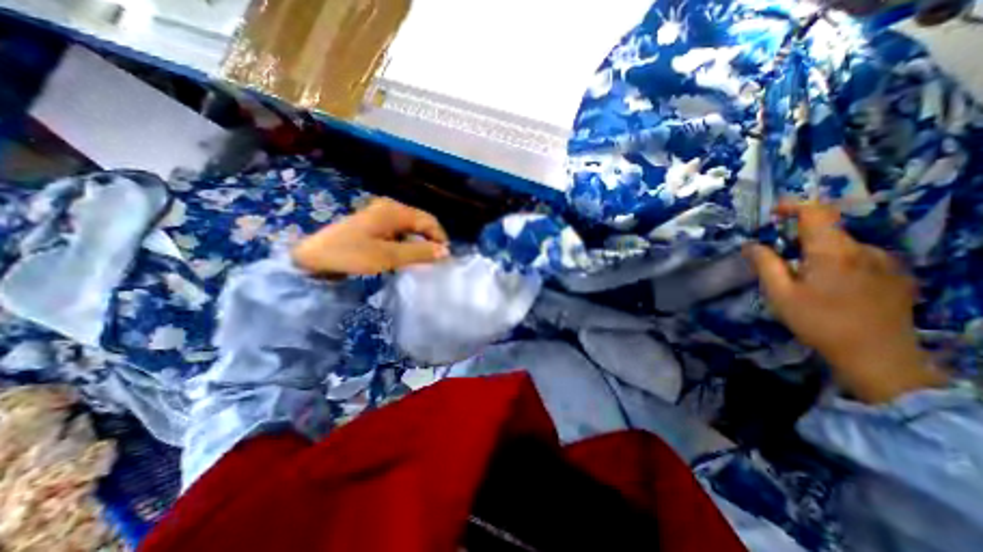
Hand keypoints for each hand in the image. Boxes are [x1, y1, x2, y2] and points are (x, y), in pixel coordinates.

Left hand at [288, 196, 447, 278]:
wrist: (312, 257)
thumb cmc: (351, 254)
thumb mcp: (388, 256)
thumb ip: (419, 253)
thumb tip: (445, 252)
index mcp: (394, 211)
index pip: (429, 221)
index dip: (440, 238)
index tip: (444, 258)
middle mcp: (391, 207)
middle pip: (421, 222)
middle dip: (430, 241)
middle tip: (434, 261)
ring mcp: (381, 214)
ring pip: (411, 227)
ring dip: (419, 243)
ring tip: (421, 261)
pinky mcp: (375, 223)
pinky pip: (400, 231)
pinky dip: (407, 243)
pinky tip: (405, 255)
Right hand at [747, 201, 943, 402]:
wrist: (878, 356)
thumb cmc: (819, 322)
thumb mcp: (780, 295)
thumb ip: (765, 264)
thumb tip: (751, 244)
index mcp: (833, 252)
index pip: (817, 213)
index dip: (794, 206)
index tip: (774, 212)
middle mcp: (863, 250)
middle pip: (829, 230)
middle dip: (801, 236)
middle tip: (781, 256)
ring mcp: (885, 262)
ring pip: (844, 246)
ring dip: (820, 252)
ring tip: (806, 279)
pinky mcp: (896, 276)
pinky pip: (861, 258)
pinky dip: (840, 263)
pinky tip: (832, 286)